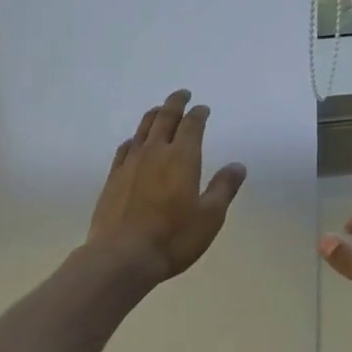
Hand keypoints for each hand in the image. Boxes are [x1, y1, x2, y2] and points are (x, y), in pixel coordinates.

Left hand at [87, 89, 247, 283]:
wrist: (122, 256)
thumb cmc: (173, 238)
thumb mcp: (210, 217)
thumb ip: (224, 188)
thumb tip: (237, 165)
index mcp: (182, 158)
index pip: (192, 125)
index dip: (198, 114)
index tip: (203, 108)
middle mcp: (155, 152)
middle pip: (165, 118)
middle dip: (175, 103)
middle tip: (182, 94)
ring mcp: (131, 163)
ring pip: (143, 128)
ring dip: (154, 115)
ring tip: (160, 110)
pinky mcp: (114, 177)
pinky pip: (125, 148)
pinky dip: (134, 138)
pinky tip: (135, 142)